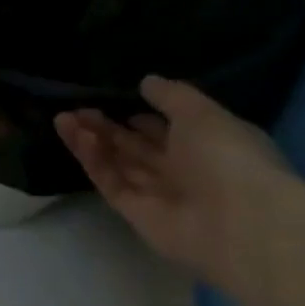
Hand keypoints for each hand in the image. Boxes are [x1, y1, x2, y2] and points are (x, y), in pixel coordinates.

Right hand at [55, 77, 299, 289]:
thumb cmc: (229, 158)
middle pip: (136, 146)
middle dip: (106, 126)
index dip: (141, 114)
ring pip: (118, 163)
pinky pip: (111, 182)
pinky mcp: (136, 213)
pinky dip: (93, 160)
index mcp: (208, 146)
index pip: (167, 129)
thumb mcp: (202, 113)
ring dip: (92, 140)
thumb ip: (171, 95)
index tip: (113, 98)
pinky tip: (76, 136)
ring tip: (63, 118)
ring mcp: (159, 194)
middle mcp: (183, 171)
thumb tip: (146, 82)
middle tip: (78, 108)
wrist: (241, 223)